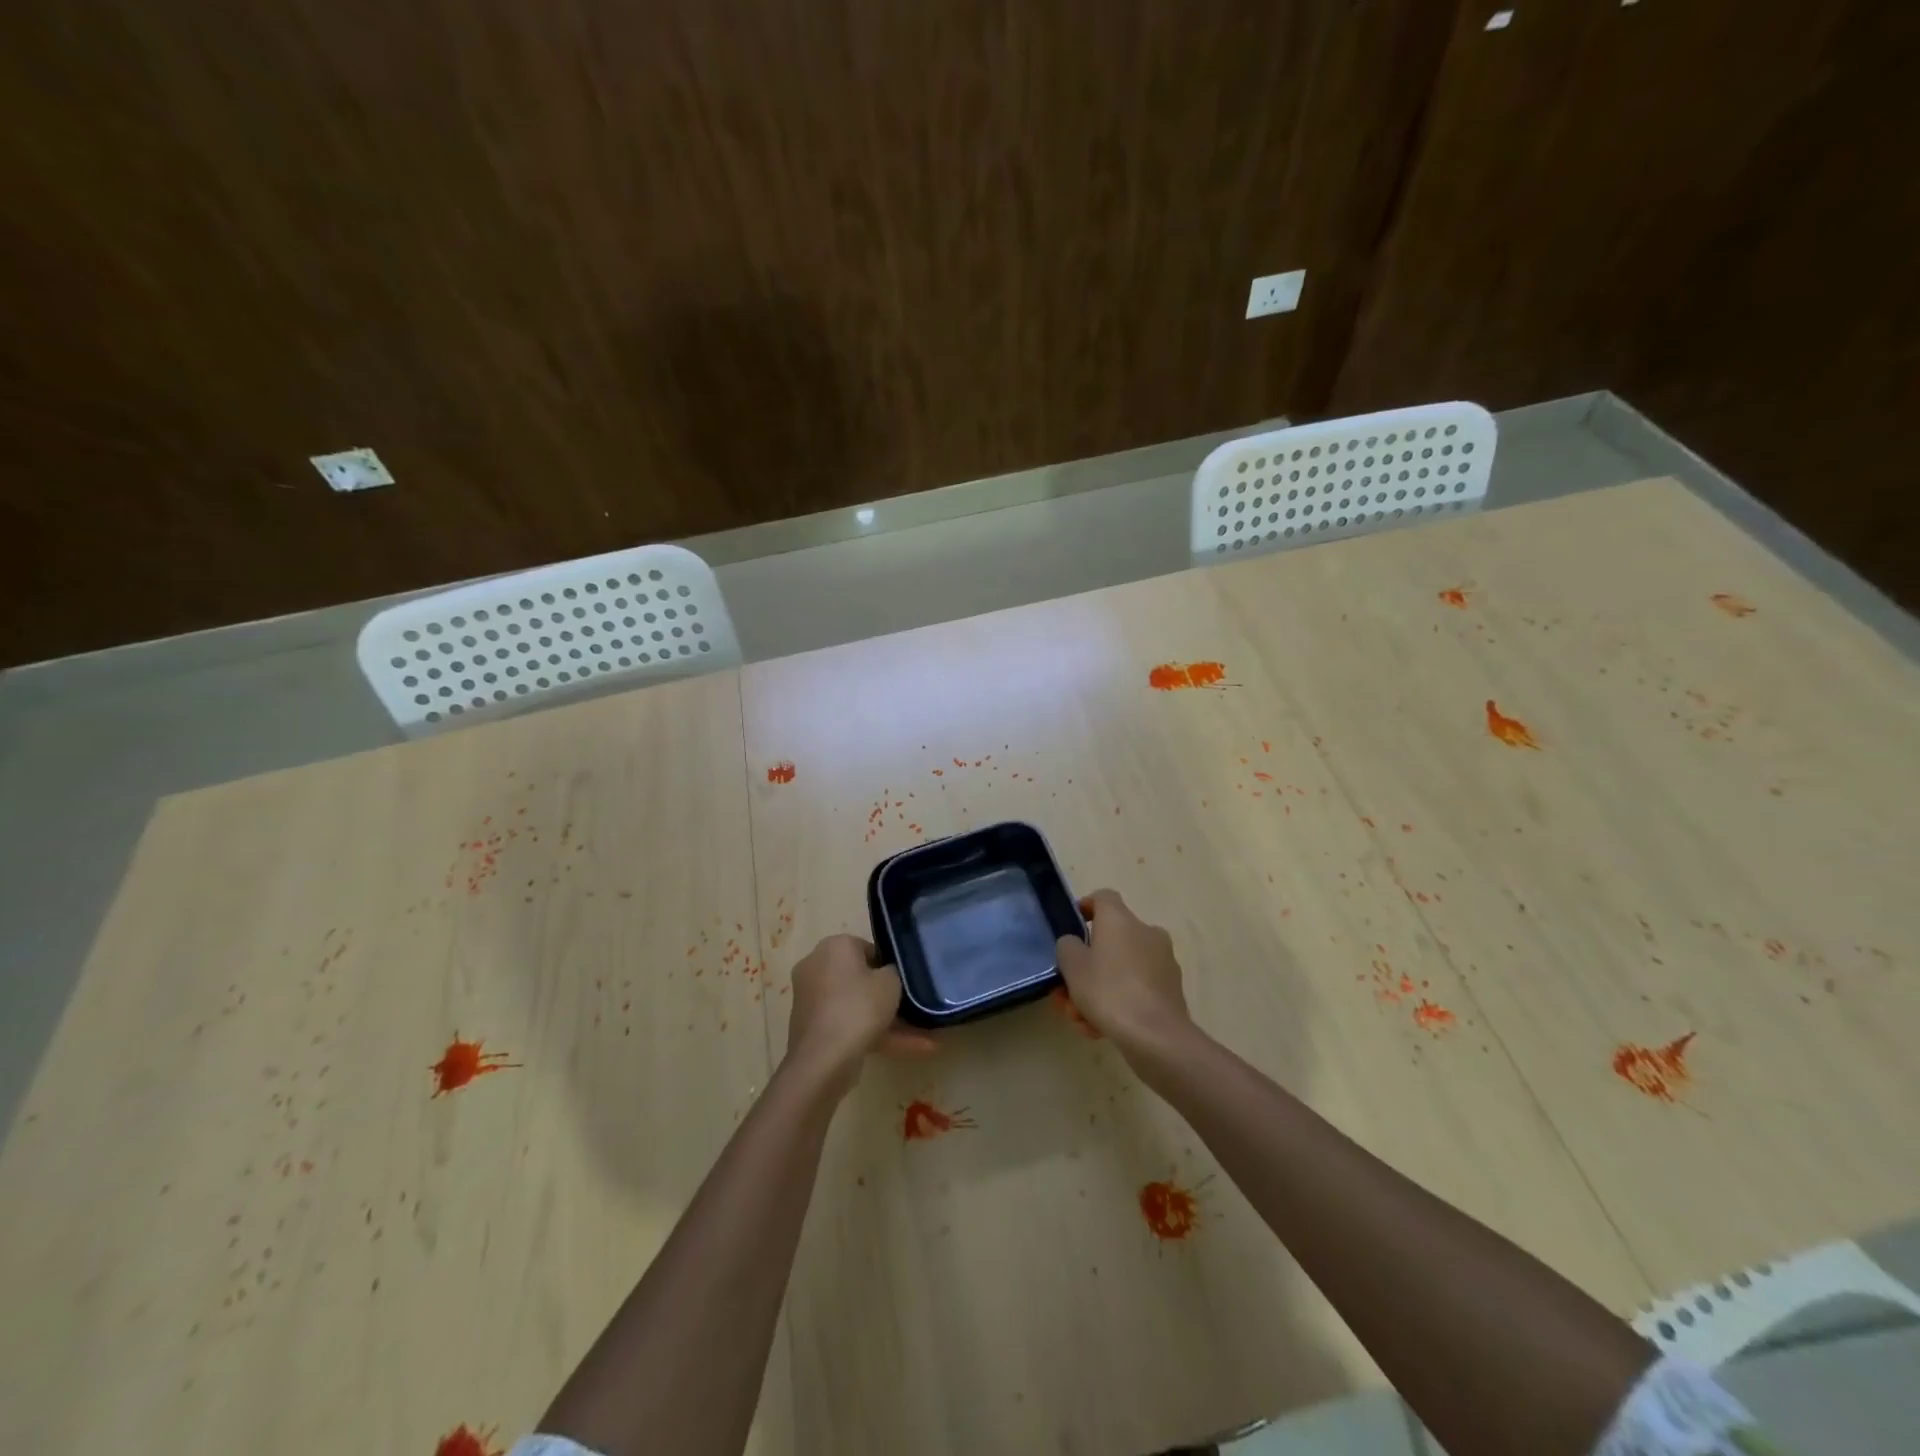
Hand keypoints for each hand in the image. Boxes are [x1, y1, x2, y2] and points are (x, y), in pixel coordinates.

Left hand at [785, 935, 935, 1092]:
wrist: (822, 1059)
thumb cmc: (859, 1007)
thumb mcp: (891, 982)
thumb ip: (894, 971)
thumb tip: (888, 973)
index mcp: (834, 945)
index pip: (868, 949)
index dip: (890, 966)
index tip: (905, 983)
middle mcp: (817, 965)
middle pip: (860, 979)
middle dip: (887, 997)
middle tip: (913, 1009)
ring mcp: (811, 998)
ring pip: (856, 1006)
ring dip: (886, 1021)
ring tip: (923, 1039)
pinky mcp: (811, 1027)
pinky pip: (847, 1024)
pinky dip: (872, 1034)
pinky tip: (905, 1050)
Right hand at [1054, 890, 1193, 1061]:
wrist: (1156, 1036)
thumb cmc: (1109, 991)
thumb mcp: (1072, 966)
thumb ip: (1068, 946)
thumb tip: (1075, 943)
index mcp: (1121, 919)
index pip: (1103, 897)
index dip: (1084, 907)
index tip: (1071, 928)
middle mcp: (1146, 932)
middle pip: (1109, 940)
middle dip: (1085, 966)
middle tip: (1066, 991)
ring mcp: (1162, 961)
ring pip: (1120, 969)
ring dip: (1098, 989)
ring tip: (1080, 1019)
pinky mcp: (1170, 989)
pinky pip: (1136, 988)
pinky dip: (1118, 1002)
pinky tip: (1100, 1029)